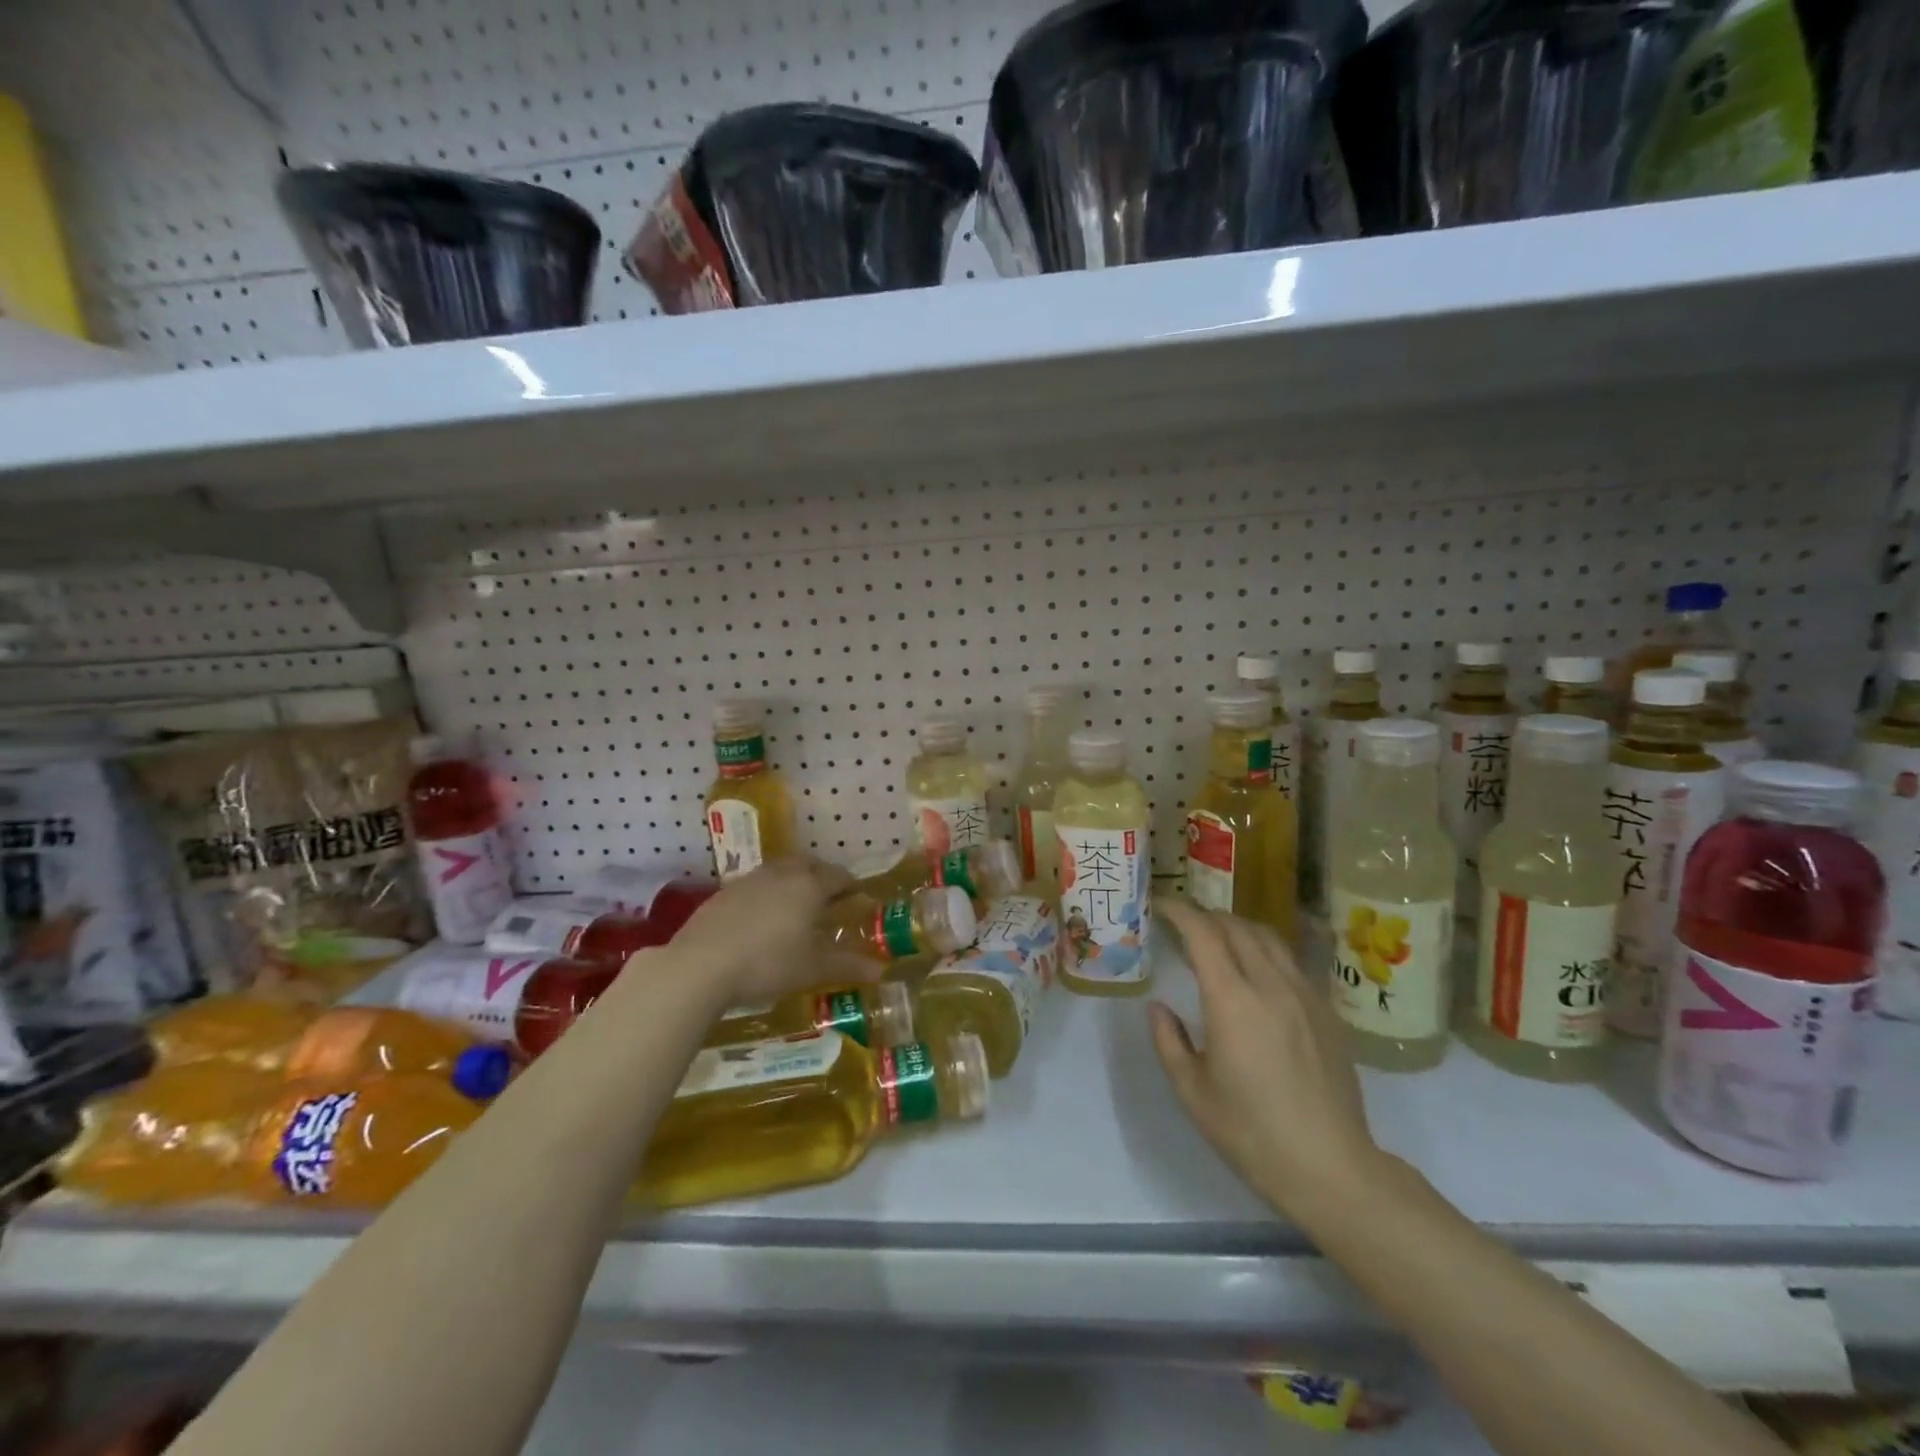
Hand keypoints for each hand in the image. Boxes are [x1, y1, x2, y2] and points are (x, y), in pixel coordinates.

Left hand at [667, 857, 866, 1004]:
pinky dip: (766, 892)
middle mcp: (782, 874)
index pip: (839, 876)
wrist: (701, 965)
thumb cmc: (768, 963)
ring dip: (793, 879)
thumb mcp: (813, 969)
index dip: (851, 886)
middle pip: (808, 864)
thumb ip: (848, 966)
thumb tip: (882, 970)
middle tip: (829, 896)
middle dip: (822, 875)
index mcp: (810, 886)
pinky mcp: (724, 892)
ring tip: (795, 904)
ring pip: (780, 869)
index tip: (858, 897)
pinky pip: (755, 883)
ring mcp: (750, 880)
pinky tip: (761, 917)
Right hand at [1151, 899, 1384, 1229]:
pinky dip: (1265, 951)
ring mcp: (1305, 995)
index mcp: (1232, 1000)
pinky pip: (1291, 961)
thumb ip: (1169, 1040)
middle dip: (1206, 916)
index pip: (1203, 933)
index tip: (1160, 906)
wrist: (1331, 1168)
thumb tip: (1159, 1007)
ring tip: (1218, 940)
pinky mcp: (1327, 1011)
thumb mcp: (1192, 1091)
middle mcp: (1271, 985)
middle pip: (1236, 926)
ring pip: (1268, 937)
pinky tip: (1257, 973)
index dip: (1179, 912)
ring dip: (1237, 928)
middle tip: (1183, 925)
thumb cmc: (1251, 1133)